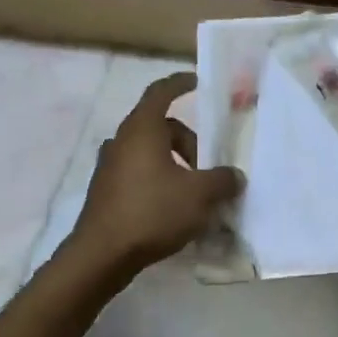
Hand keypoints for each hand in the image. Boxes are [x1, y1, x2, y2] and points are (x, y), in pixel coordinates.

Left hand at [69, 73, 242, 280]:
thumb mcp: (200, 195)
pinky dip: (159, 181)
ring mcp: (109, 166)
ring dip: (175, 164)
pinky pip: (139, 174)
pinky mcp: (106, 190)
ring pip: (150, 152)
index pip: (161, 92)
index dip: (180, 83)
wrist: (102, 254)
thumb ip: (223, 179)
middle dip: (189, 142)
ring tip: (193, 192)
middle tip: (208, 168)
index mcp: (142, 129)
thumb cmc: (153, 212)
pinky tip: (173, 208)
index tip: (198, 82)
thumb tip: (235, 176)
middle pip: (161, 127)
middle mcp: (122, 141)